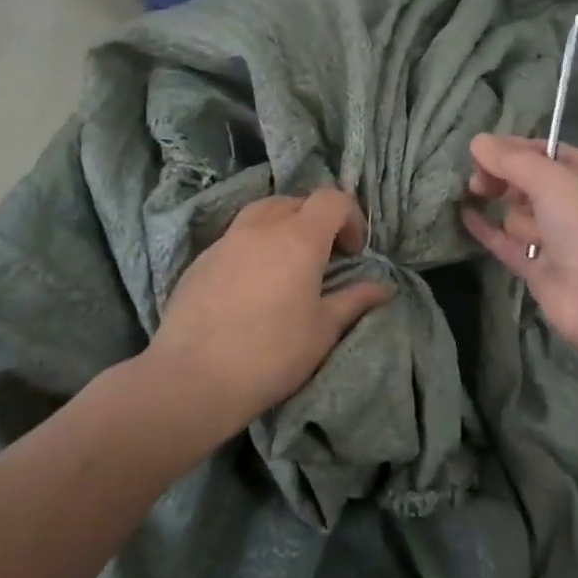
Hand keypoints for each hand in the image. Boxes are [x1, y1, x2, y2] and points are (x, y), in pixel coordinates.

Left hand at [149, 188, 393, 434]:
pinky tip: (252, 285)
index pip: (332, 199)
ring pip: (262, 212)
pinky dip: (253, 246)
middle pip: (296, 201)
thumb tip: (384, 287)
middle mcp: (261, 227)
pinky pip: (236, 237)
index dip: (351, 218)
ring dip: (282, 227)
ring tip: (286, 265)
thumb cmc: (271, 354)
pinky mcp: (201, 259)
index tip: (354, 253)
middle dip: (317, 221)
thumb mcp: (323, 330)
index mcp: (299, 238)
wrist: (193, 378)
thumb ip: (355, 300)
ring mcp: (226, 240)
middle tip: (324, 258)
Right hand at [461, 133, 577, 358]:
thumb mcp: (552, 179)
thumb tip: (477, 141)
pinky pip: (506, 242)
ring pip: (519, 215)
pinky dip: (487, 229)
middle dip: (504, 179)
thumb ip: (511, 160)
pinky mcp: (538, 268)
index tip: (482, 150)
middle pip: (529, 183)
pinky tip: (465, 215)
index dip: (515, 149)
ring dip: (517, 219)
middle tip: (479, 181)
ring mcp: (558, 239)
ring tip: (531, 235)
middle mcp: (577, 206)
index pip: (548, 152)